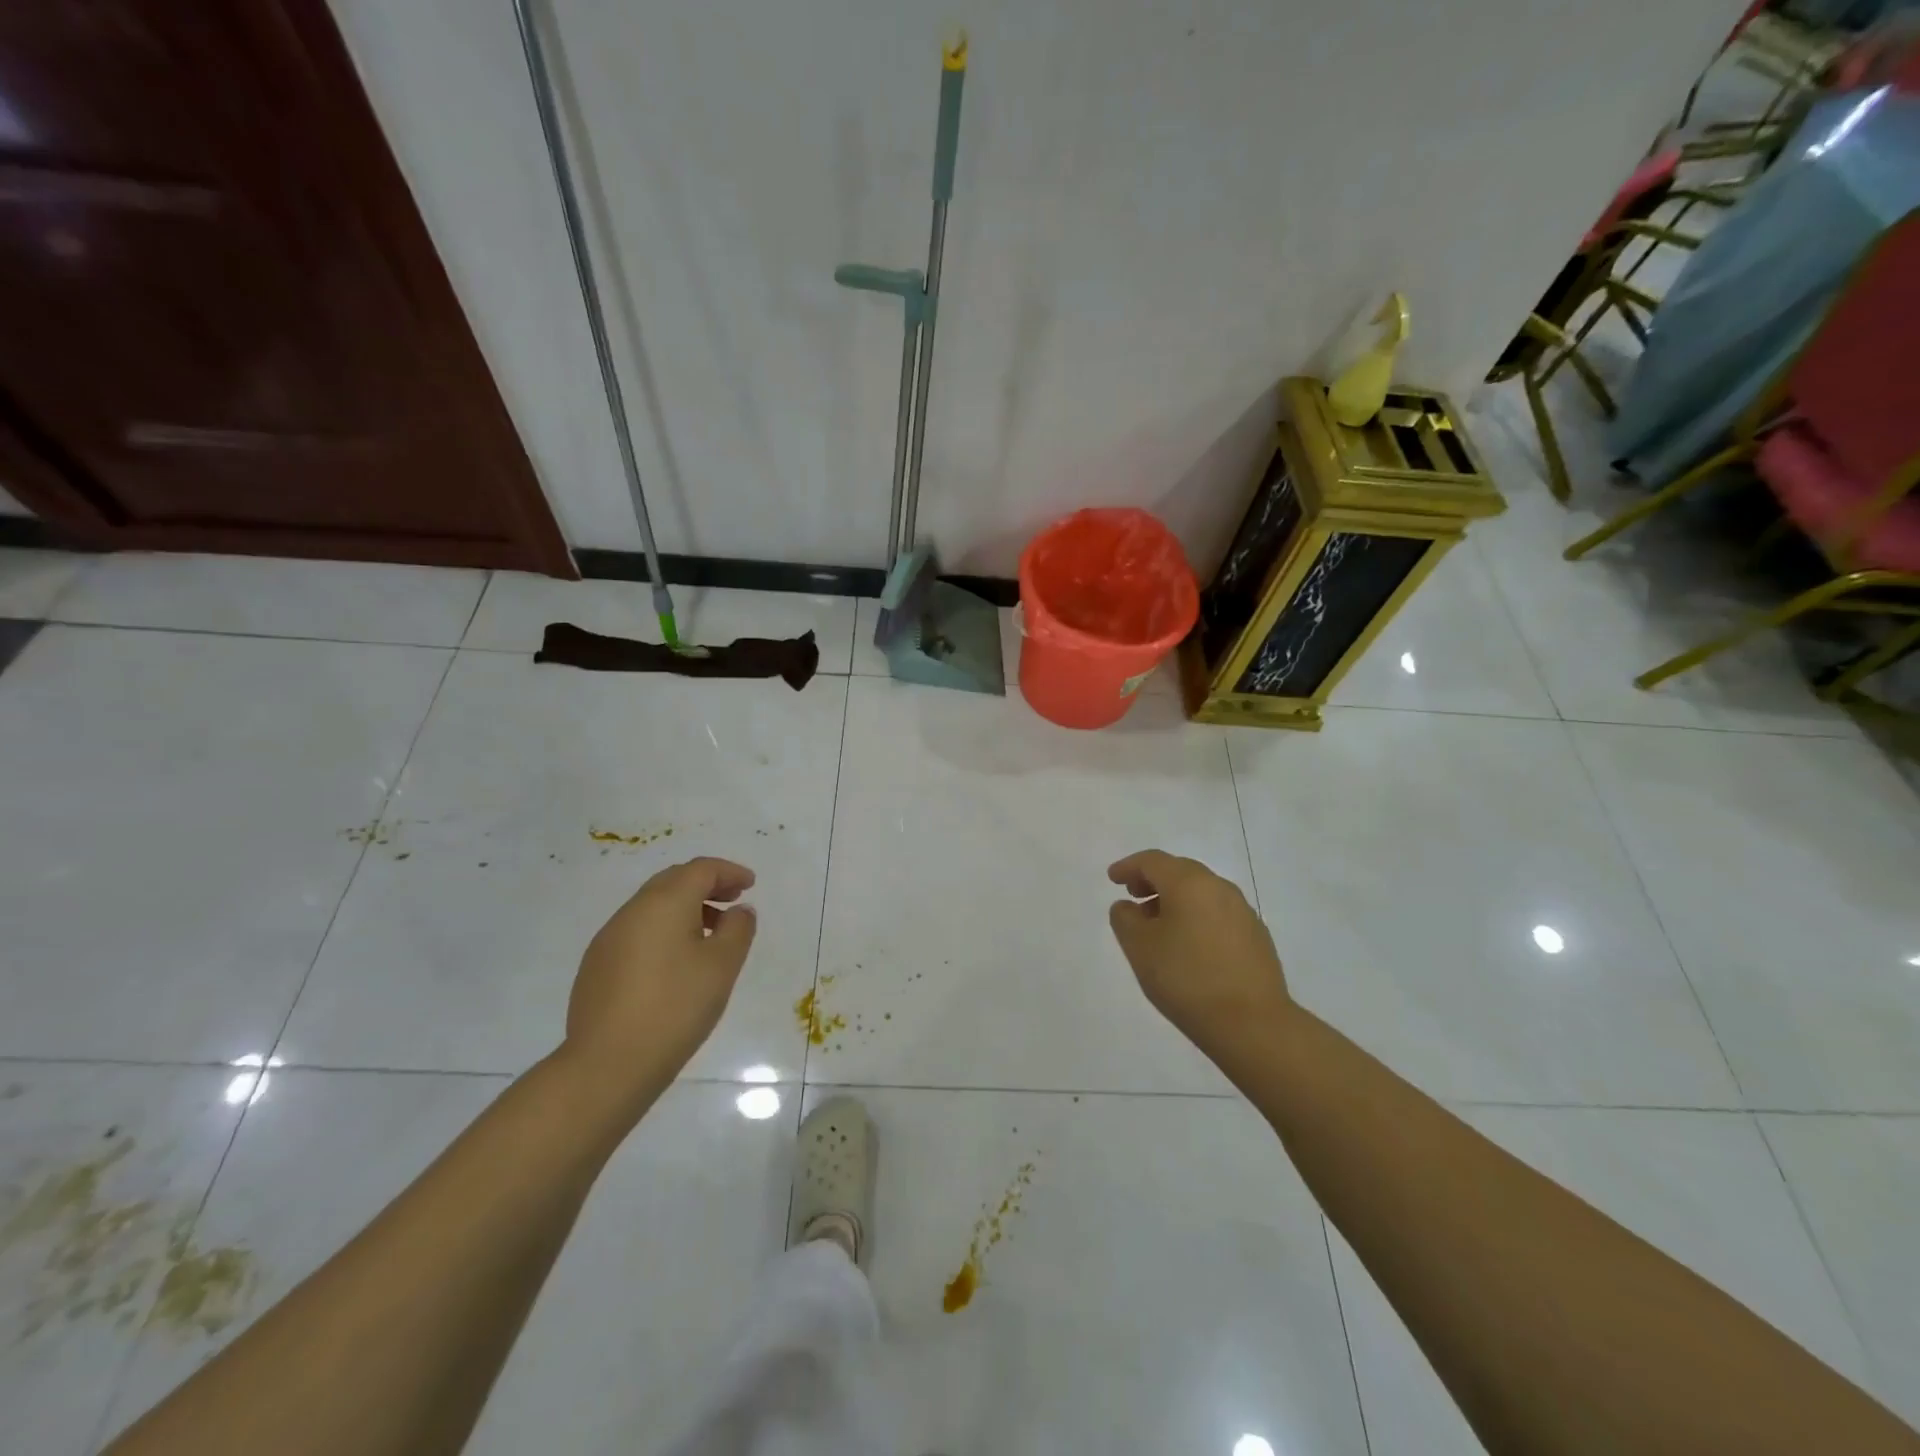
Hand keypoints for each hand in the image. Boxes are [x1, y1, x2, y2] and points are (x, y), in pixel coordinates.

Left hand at [563, 858, 757, 1104]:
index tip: (750, 885)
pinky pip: (637, 931)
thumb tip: (739, 911)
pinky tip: (675, 962)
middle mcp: (632, 911)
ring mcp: (608, 938)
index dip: (730, 872)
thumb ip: (738, 929)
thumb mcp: (722, 966)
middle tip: (733, 901)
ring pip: (653, 906)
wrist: (607, 1064)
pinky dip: (663, 930)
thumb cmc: (675, 1007)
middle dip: (706, 885)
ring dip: (685, 909)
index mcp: (665, 902)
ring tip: (709, 935)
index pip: (701, 869)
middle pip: (674, 881)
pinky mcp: (596, 966)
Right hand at [1107, 850, 1293, 1058]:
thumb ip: (1125, 919)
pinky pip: (1218, 913)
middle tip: (1133, 897)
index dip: (1128, 867)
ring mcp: (1243, 912)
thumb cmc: (1186, 978)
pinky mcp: (1257, 936)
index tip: (1112, 879)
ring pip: (1201, 892)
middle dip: (1153, 880)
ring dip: (1175, 900)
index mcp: (1189, 883)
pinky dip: (1196, 917)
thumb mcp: (1139, 947)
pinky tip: (1189, 946)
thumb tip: (1128, 907)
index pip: (1153, 861)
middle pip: (1180, 871)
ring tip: (1158, 926)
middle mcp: (1219, 888)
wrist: (1252, 1024)